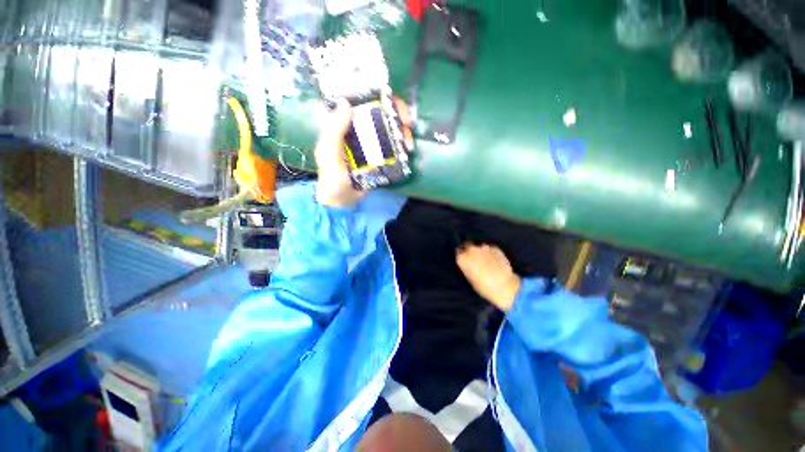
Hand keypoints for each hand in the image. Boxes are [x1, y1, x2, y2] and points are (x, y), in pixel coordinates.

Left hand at [314, 97, 413, 207]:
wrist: (342, 200)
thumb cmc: (332, 177)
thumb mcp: (328, 152)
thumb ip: (334, 130)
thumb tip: (347, 103)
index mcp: (346, 126)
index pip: (363, 104)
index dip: (378, 98)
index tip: (392, 102)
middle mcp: (360, 131)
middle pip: (382, 115)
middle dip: (398, 115)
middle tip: (408, 123)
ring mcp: (372, 145)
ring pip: (391, 130)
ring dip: (403, 132)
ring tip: (409, 143)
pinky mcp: (381, 158)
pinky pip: (394, 147)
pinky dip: (403, 146)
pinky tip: (408, 150)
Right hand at [456, 244, 521, 311]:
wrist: (505, 286)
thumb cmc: (484, 287)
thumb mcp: (471, 279)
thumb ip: (467, 267)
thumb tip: (468, 263)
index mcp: (463, 258)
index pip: (458, 253)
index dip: (462, 257)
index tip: (465, 261)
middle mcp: (471, 250)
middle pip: (468, 246)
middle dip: (470, 251)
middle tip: (475, 260)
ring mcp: (484, 247)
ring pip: (479, 247)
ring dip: (480, 252)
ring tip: (486, 262)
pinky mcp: (495, 247)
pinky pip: (489, 249)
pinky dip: (490, 253)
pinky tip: (494, 261)